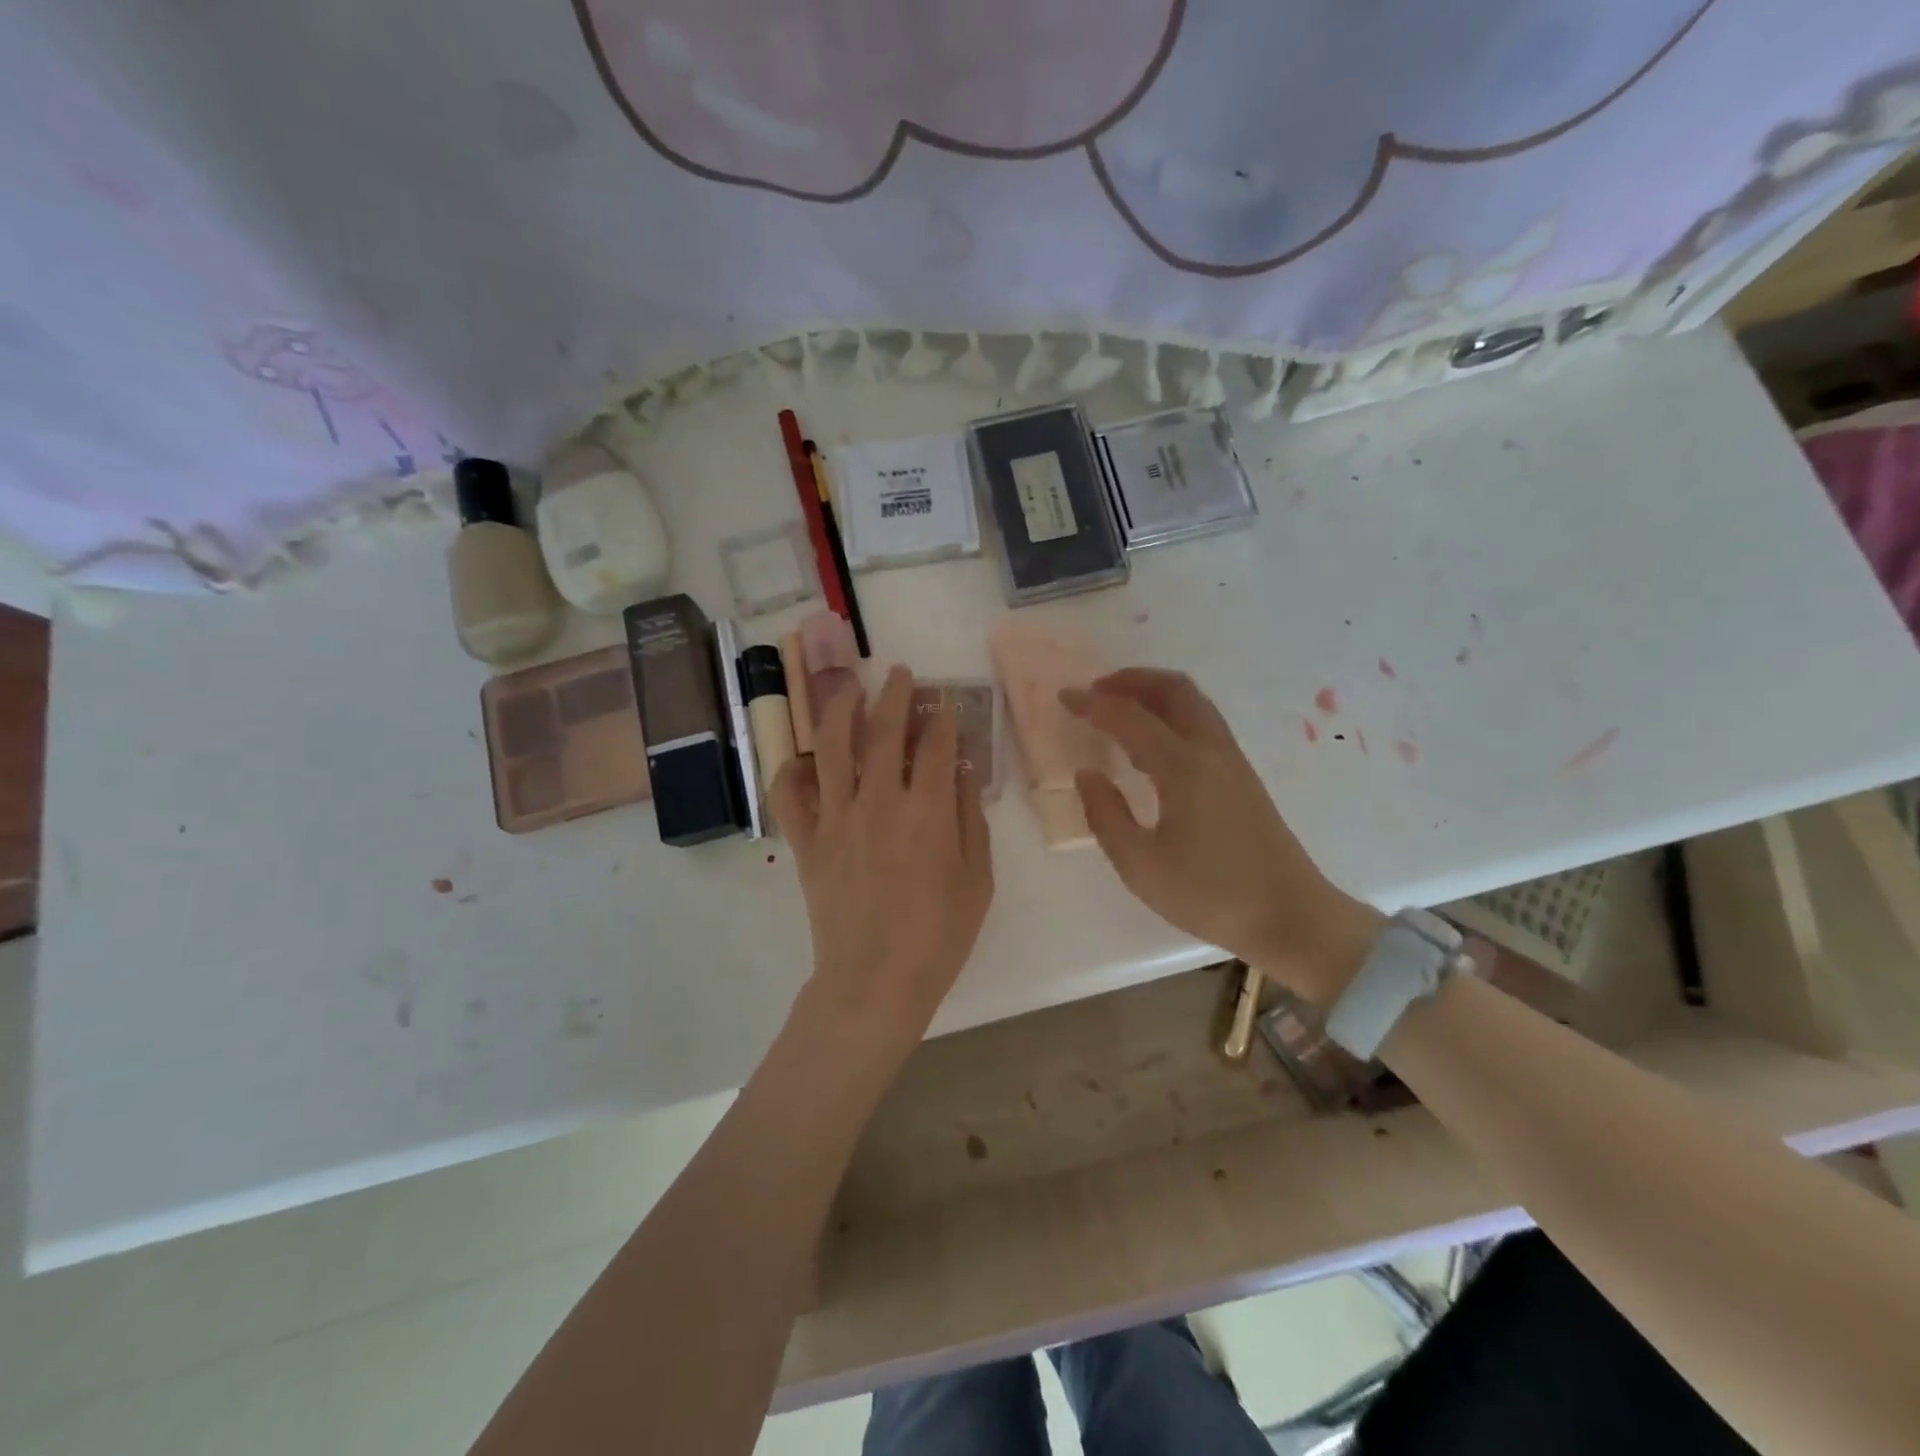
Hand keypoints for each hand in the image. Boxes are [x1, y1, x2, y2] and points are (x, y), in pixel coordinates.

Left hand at [771, 665, 993, 1059]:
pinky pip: (789, 795)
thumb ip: (969, 819)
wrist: (875, 982)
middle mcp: (878, 802)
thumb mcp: (976, 879)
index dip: (942, 718)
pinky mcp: (807, 842)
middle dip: (894, 694)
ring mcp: (836, 819)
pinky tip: (805, 758)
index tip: (945, 703)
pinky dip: (792, 770)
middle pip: (882, 730)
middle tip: (900, 674)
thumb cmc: (938, 936)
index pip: (935, 745)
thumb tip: (963, 771)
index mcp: (925, 811)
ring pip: (832, 747)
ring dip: (841, 709)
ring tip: (848, 688)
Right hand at [1062, 669, 1381, 1007]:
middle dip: (1132, 680)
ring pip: (1193, 703)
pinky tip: (1152, 744)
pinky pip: (1203, 724)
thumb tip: (1088, 775)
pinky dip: (1172, 714)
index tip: (1064, 698)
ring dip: (1154, 694)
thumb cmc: (1211, 895)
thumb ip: (1106, 816)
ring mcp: (1232, 761)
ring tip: (1120, 709)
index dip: (1093, 703)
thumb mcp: (1141, 866)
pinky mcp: (1243, 777)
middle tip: (1097, 691)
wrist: (1292, 917)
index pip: (1130, 717)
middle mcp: (1211, 751)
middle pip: (1174, 690)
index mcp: (1183, 767)